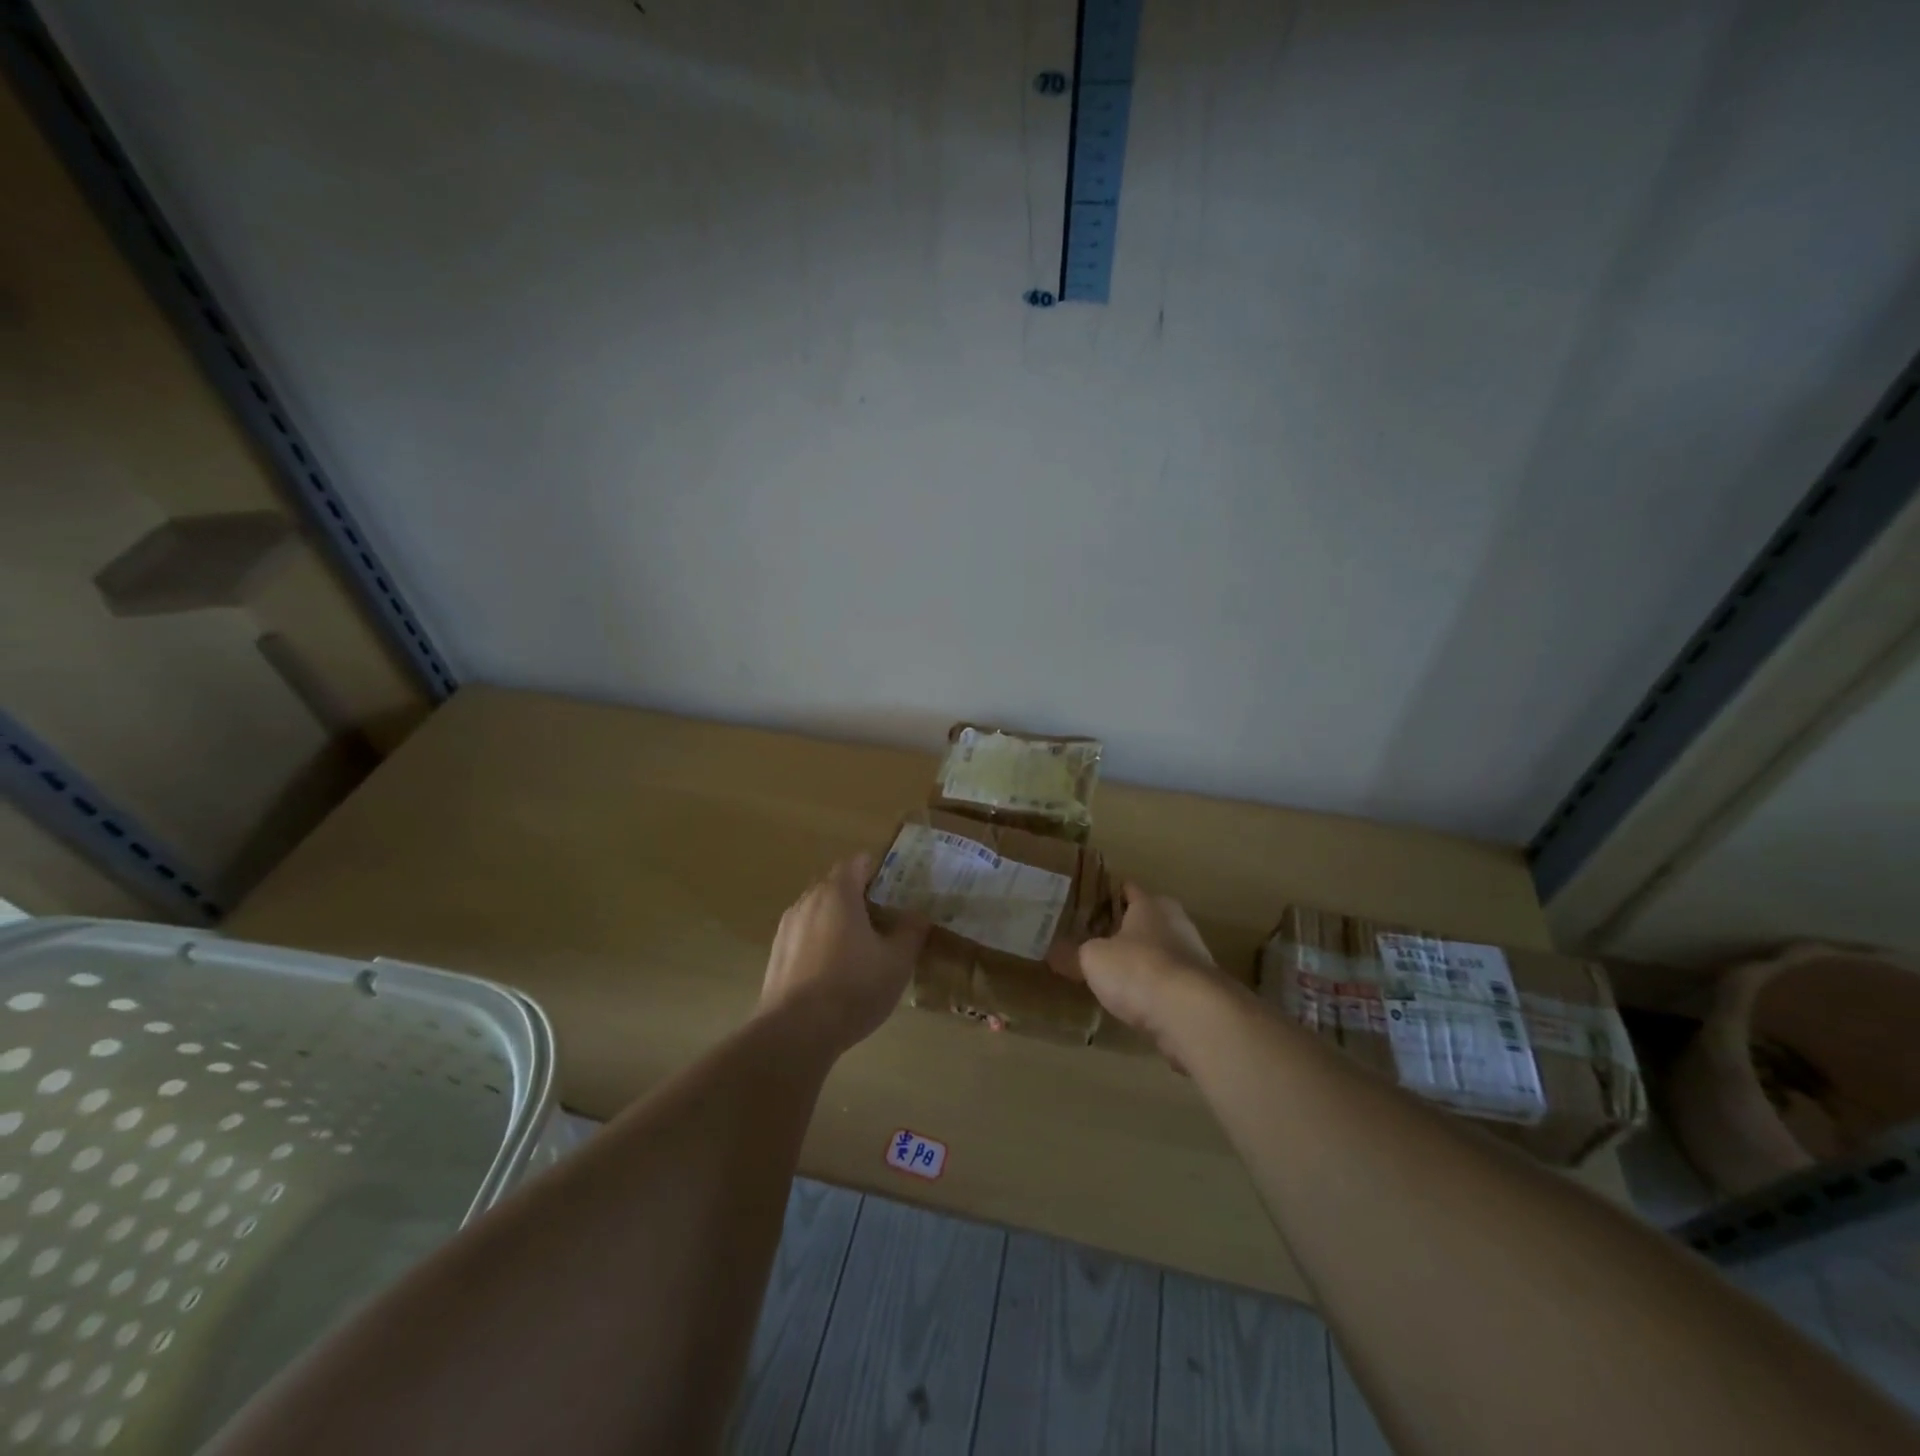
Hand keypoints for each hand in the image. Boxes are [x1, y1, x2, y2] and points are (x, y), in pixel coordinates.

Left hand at [760, 855, 928, 1053]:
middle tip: (884, 919)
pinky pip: (804, 936)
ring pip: (818, 912)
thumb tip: (919, 914)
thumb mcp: (897, 961)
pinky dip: (820, 943)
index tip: (895, 888)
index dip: (877, 871)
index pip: (857, 863)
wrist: (796, 1031)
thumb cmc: (854, 987)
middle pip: (836, 886)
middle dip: (859, 897)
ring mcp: (787, 928)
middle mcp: (808, 901)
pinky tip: (834, 972)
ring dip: (838, 921)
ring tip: (860, 948)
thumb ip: (911, 931)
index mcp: (838, 893)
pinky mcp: (776, 955)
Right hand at [1050, 884, 1229, 1063]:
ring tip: (1116, 975)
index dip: (1108, 894)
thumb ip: (1072, 954)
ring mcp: (1195, 957)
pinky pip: (1172, 983)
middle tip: (1098, 940)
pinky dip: (1157, 990)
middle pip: (1148, 919)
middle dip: (1127, 929)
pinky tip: (1139, 1004)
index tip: (1089, 902)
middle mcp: (1177, 922)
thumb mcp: (1092, 960)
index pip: (1128, 888)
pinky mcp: (1203, 991)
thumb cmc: (1137, 969)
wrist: (1191, 1014)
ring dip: (1144, 961)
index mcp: (1151, 904)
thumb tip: (1051, 952)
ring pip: (1162, 952)